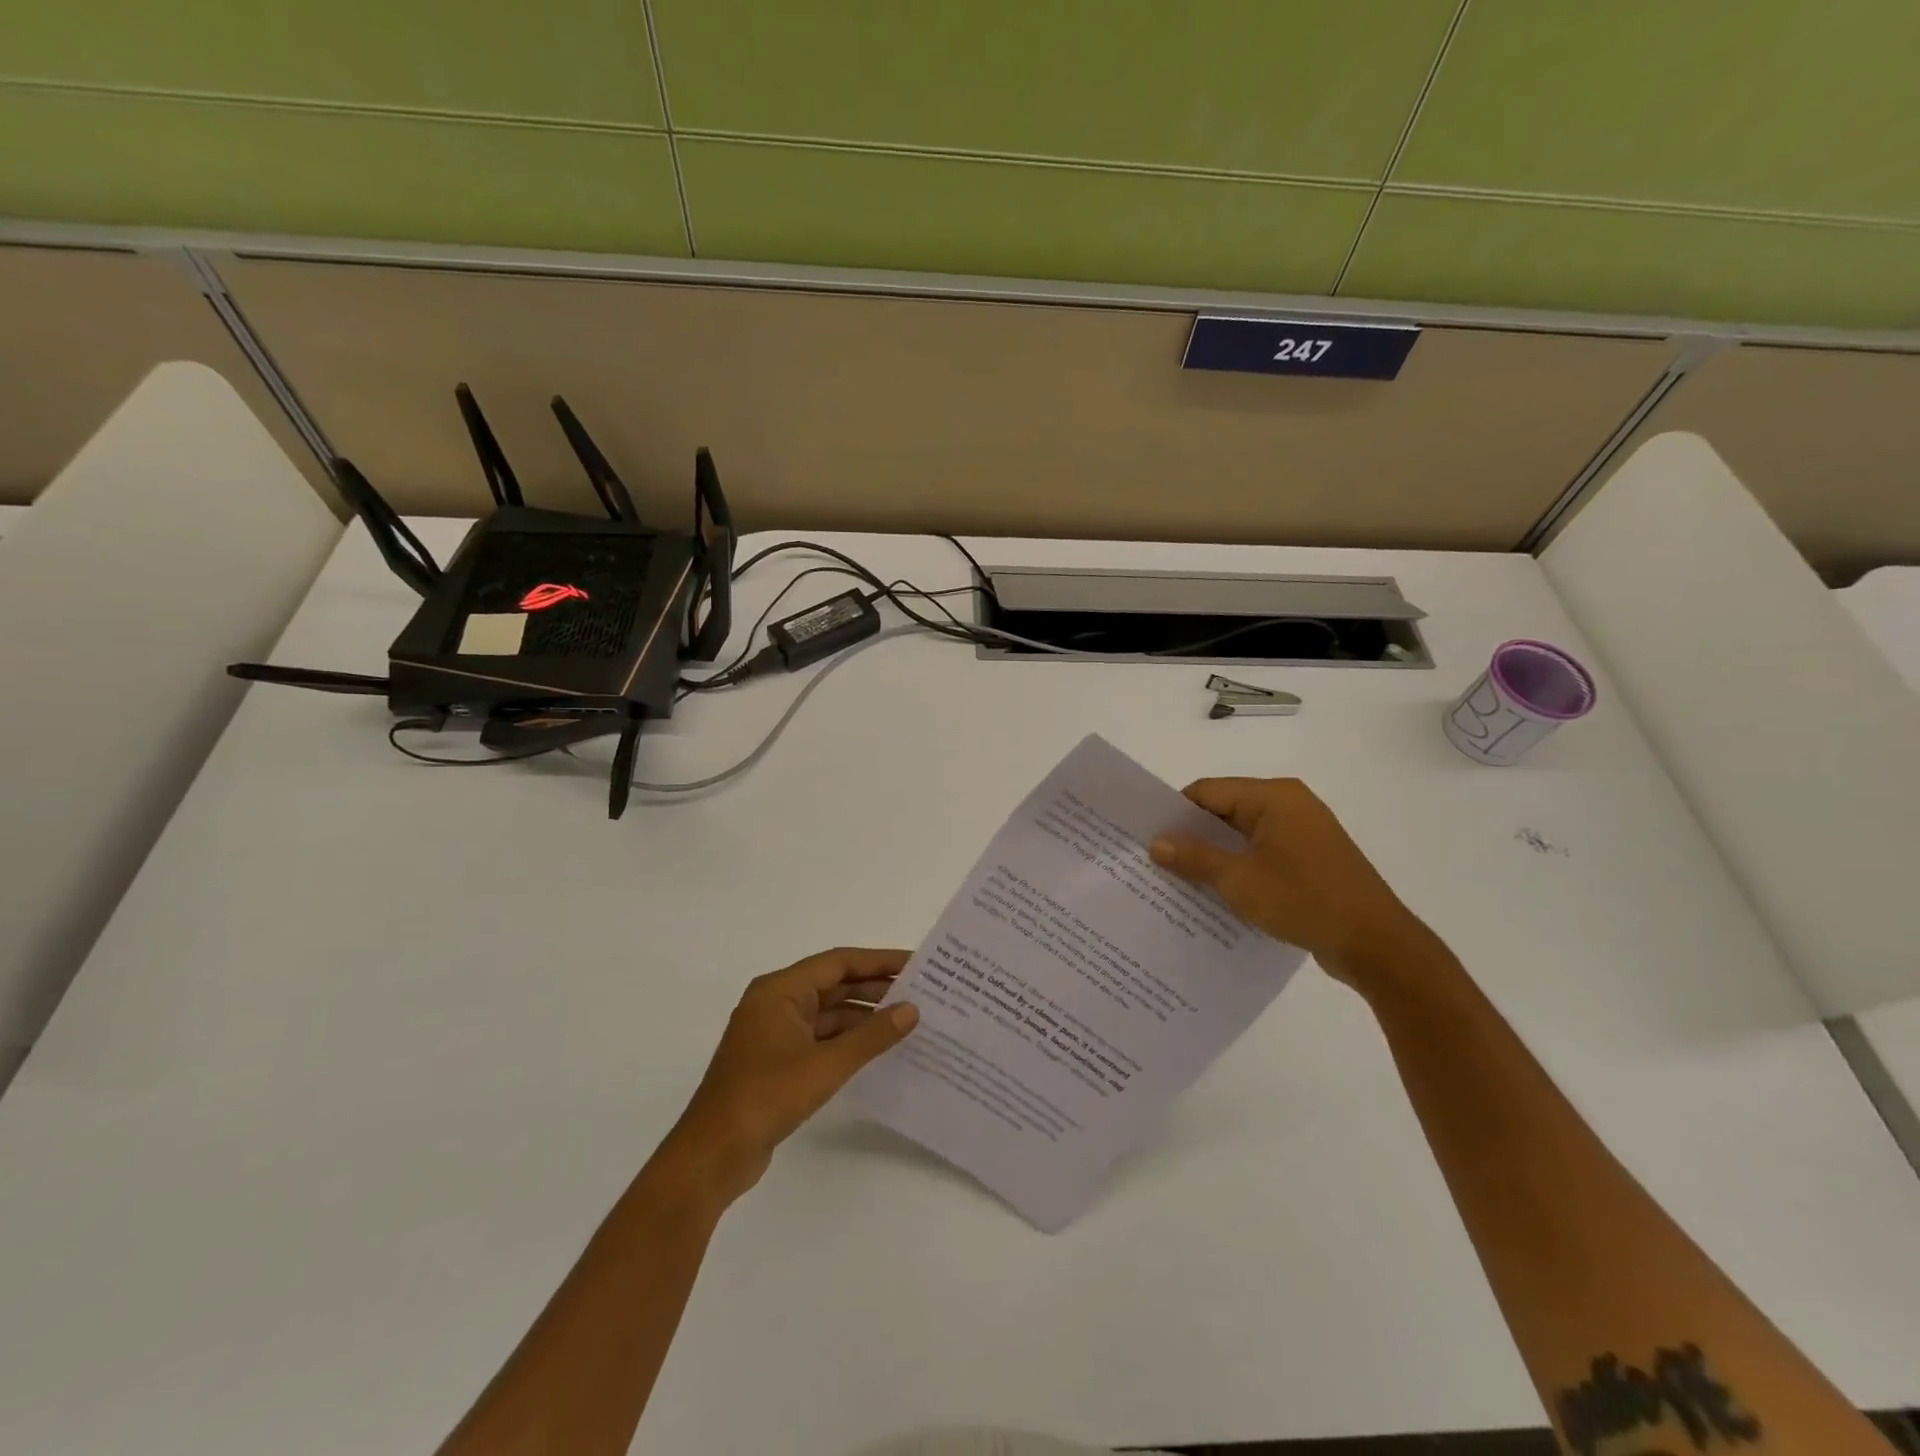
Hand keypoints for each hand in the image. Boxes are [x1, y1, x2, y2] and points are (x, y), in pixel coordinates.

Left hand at [659, 948, 919, 1205]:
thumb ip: (872, 1036)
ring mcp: (775, 1033)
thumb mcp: (826, 1064)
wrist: (713, 1155)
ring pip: (827, 1013)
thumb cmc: (766, 1097)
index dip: (878, 961)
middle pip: (833, 985)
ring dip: (863, 1016)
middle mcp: (776, 1003)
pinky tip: (877, 1049)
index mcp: (779, 990)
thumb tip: (912, 1010)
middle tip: (919, 991)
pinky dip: (847, 1040)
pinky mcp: (777, 1061)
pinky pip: (820, 1038)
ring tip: (906, 1019)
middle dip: (874, 988)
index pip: (837, 963)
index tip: (915, 964)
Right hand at [1148, 778, 1441, 990]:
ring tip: (1178, 879)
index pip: (1207, 791)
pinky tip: (1216, 893)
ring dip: (1214, 855)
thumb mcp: (1239, 880)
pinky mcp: (1311, 859)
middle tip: (1154, 860)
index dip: (1174, 812)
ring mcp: (1303, 832)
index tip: (1145, 836)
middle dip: (1191, 835)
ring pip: (1242, 835)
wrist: (1377, 946)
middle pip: (1224, 810)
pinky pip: (1262, 853)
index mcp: (1273, 797)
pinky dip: (1239, 867)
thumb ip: (1194, 857)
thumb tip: (1156, 842)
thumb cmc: (1305, 900)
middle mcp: (1290, 804)